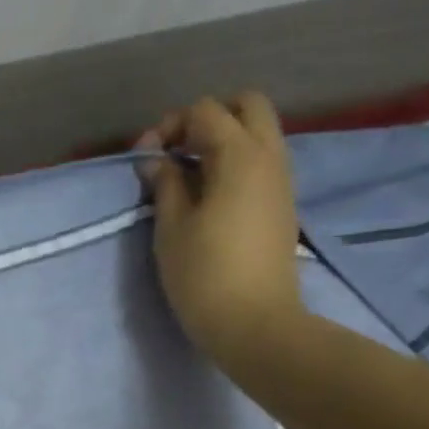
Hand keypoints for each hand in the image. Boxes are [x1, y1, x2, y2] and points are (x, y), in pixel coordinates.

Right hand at [138, 92, 303, 370]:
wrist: (254, 323)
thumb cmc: (204, 275)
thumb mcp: (171, 228)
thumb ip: (165, 184)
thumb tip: (157, 161)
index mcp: (240, 155)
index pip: (204, 111)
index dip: (169, 126)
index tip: (145, 160)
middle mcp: (269, 156)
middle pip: (246, 106)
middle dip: (207, 119)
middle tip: (176, 153)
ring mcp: (282, 180)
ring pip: (258, 133)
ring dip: (223, 141)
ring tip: (188, 178)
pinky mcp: (282, 204)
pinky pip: (262, 162)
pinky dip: (236, 163)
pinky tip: (209, 196)